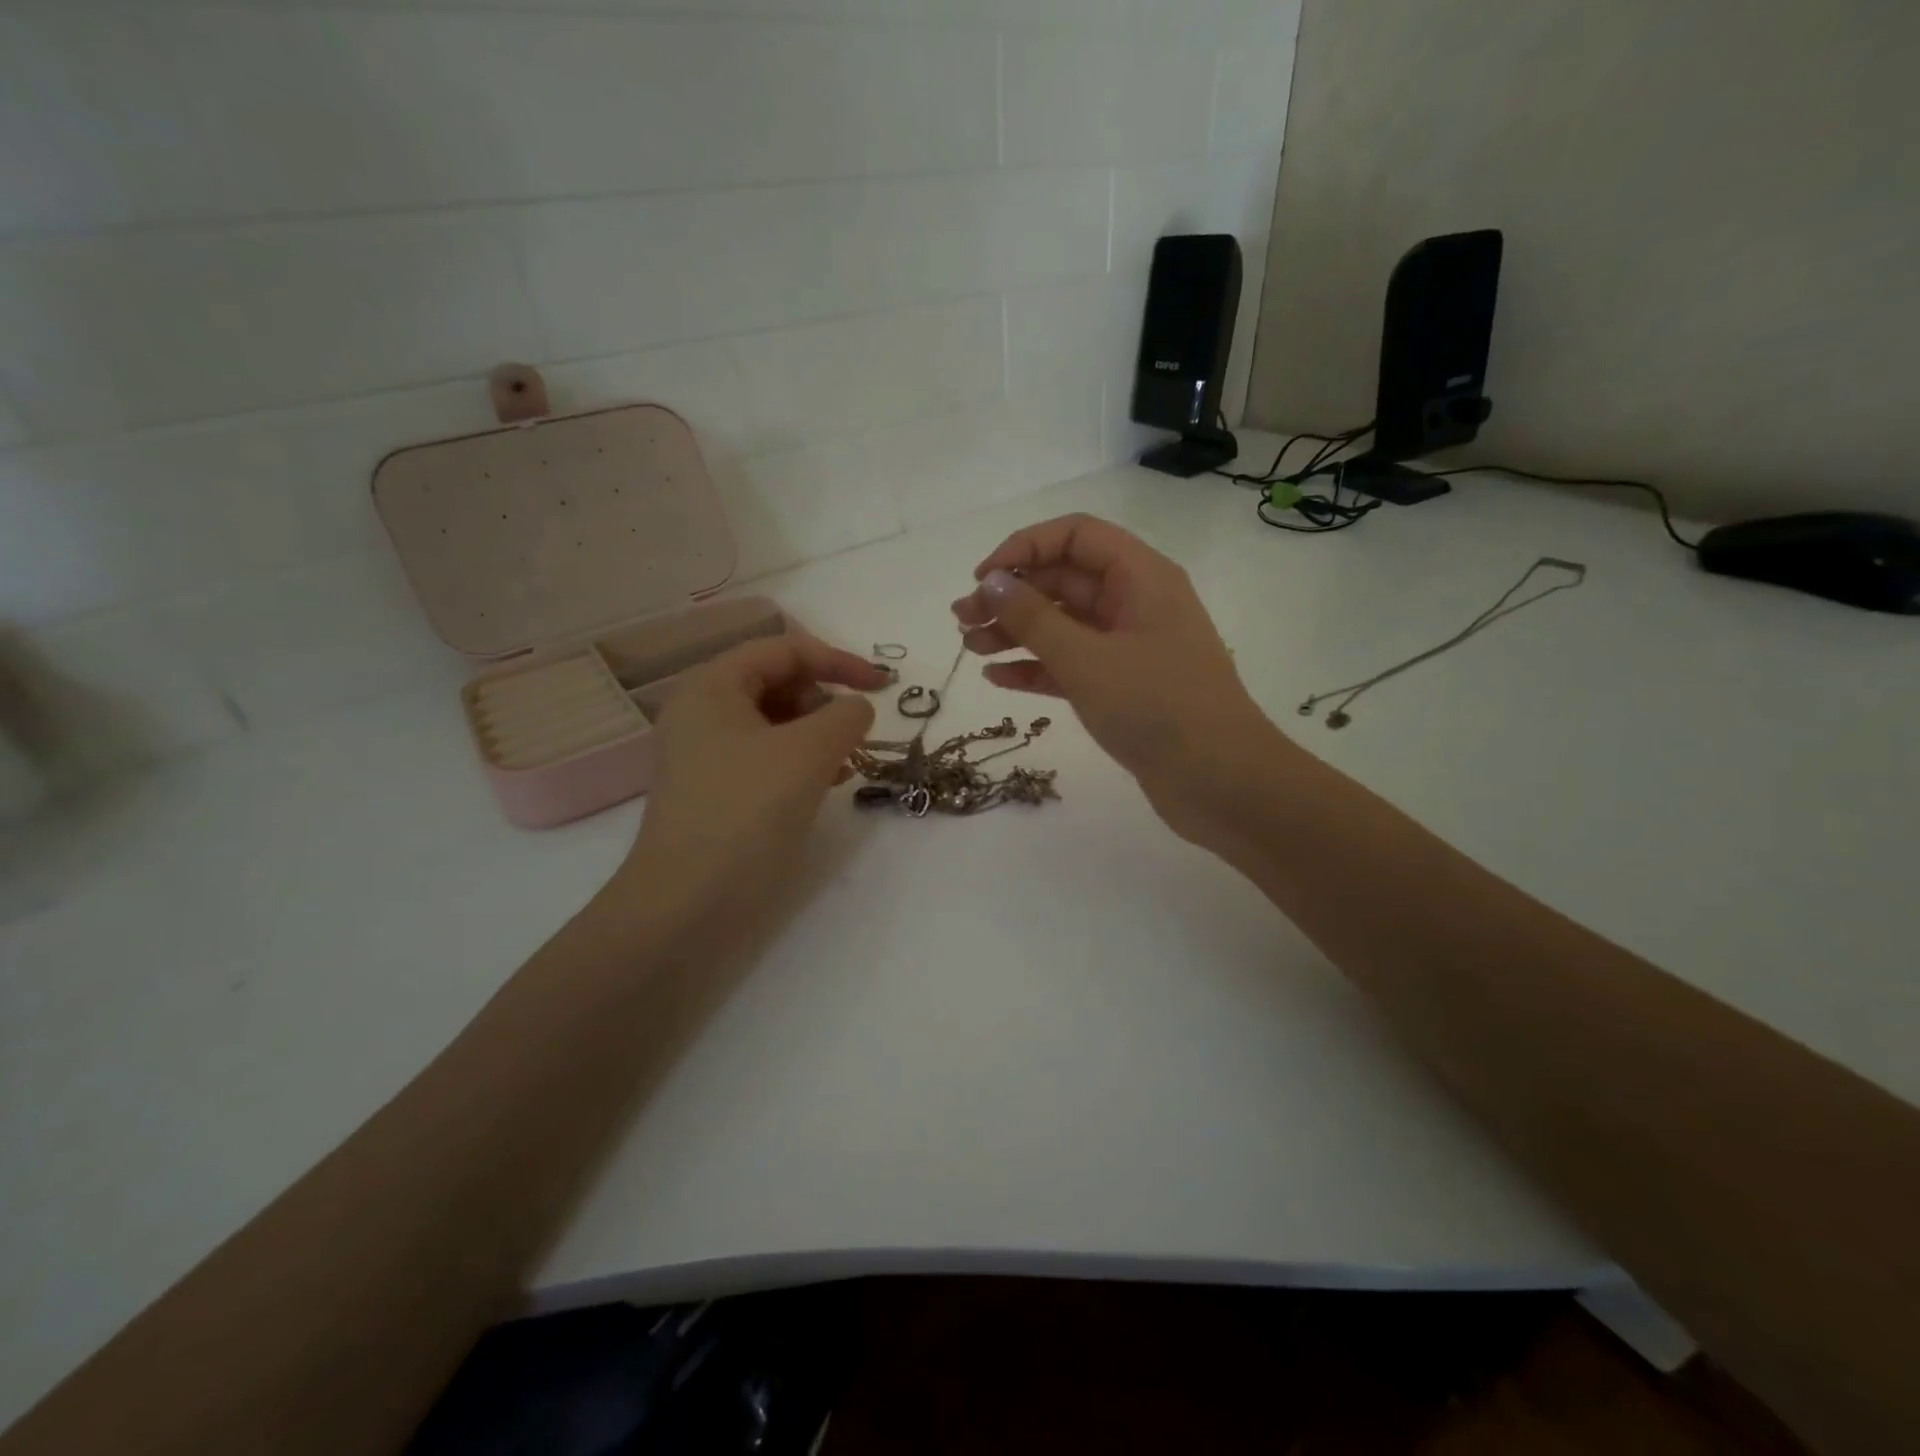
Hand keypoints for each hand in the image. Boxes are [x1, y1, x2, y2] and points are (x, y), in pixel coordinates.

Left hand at [621, 635, 886, 905]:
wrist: (687, 902)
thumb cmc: (747, 811)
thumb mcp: (808, 752)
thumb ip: (846, 716)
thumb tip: (857, 708)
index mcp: (712, 686)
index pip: (784, 650)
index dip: (839, 660)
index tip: (884, 686)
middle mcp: (702, 711)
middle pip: (777, 682)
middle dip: (825, 701)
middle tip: (854, 735)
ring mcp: (704, 753)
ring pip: (774, 722)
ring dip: (817, 734)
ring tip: (843, 764)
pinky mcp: (714, 789)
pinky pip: (765, 756)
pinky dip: (799, 761)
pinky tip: (823, 784)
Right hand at [952, 514, 1283, 840]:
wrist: (1220, 782)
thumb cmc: (1156, 707)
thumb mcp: (1086, 658)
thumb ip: (1034, 618)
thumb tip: (992, 582)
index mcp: (1141, 577)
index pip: (1075, 536)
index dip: (1024, 548)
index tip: (982, 579)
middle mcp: (1136, 603)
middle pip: (1064, 580)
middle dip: (1012, 596)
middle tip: (962, 620)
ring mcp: (1130, 647)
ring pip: (1064, 625)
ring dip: (1016, 632)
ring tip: (970, 647)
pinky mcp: (1124, 688)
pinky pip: (1071, 664)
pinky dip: (1036, 667)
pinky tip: (997, 677)